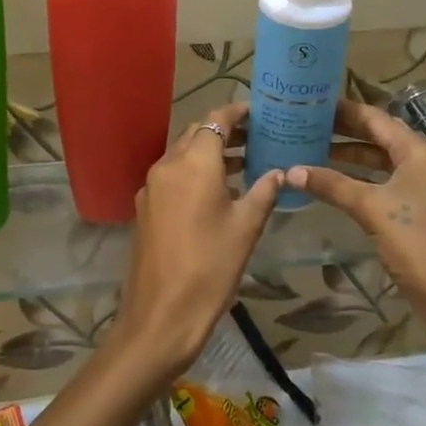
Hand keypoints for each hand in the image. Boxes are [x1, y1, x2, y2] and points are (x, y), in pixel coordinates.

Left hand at [113, 103, 282, 378]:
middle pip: (197, 133)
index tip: (259, 113)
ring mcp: (151, 186)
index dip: (237, 111)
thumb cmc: (211, 267)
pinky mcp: (145, 207)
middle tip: (257, 138)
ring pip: (183, 154)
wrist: (161, 314)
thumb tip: (280, 172)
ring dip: (209, 153)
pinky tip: (216, 193)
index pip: (215, 118)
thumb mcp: (246, 228)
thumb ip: (264, 192)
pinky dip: (194, 173)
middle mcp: (167, 164)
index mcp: (194, 162)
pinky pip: (172, 176)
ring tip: (245, 164)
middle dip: (225, 131)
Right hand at [287, 100, 425, 347]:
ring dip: (353, 157)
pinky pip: (390, 181)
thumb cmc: (415, 243)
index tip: (314, 103)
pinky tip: (339, 183)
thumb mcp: (370, 209)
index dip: (345, 110)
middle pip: (382, 137)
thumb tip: (290, 171)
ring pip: (385, 161)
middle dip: (346, 132)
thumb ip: (331, 185)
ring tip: (315, 151)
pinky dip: (365, 178)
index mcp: (421, 152)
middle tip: (309, 124)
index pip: (377, 119)